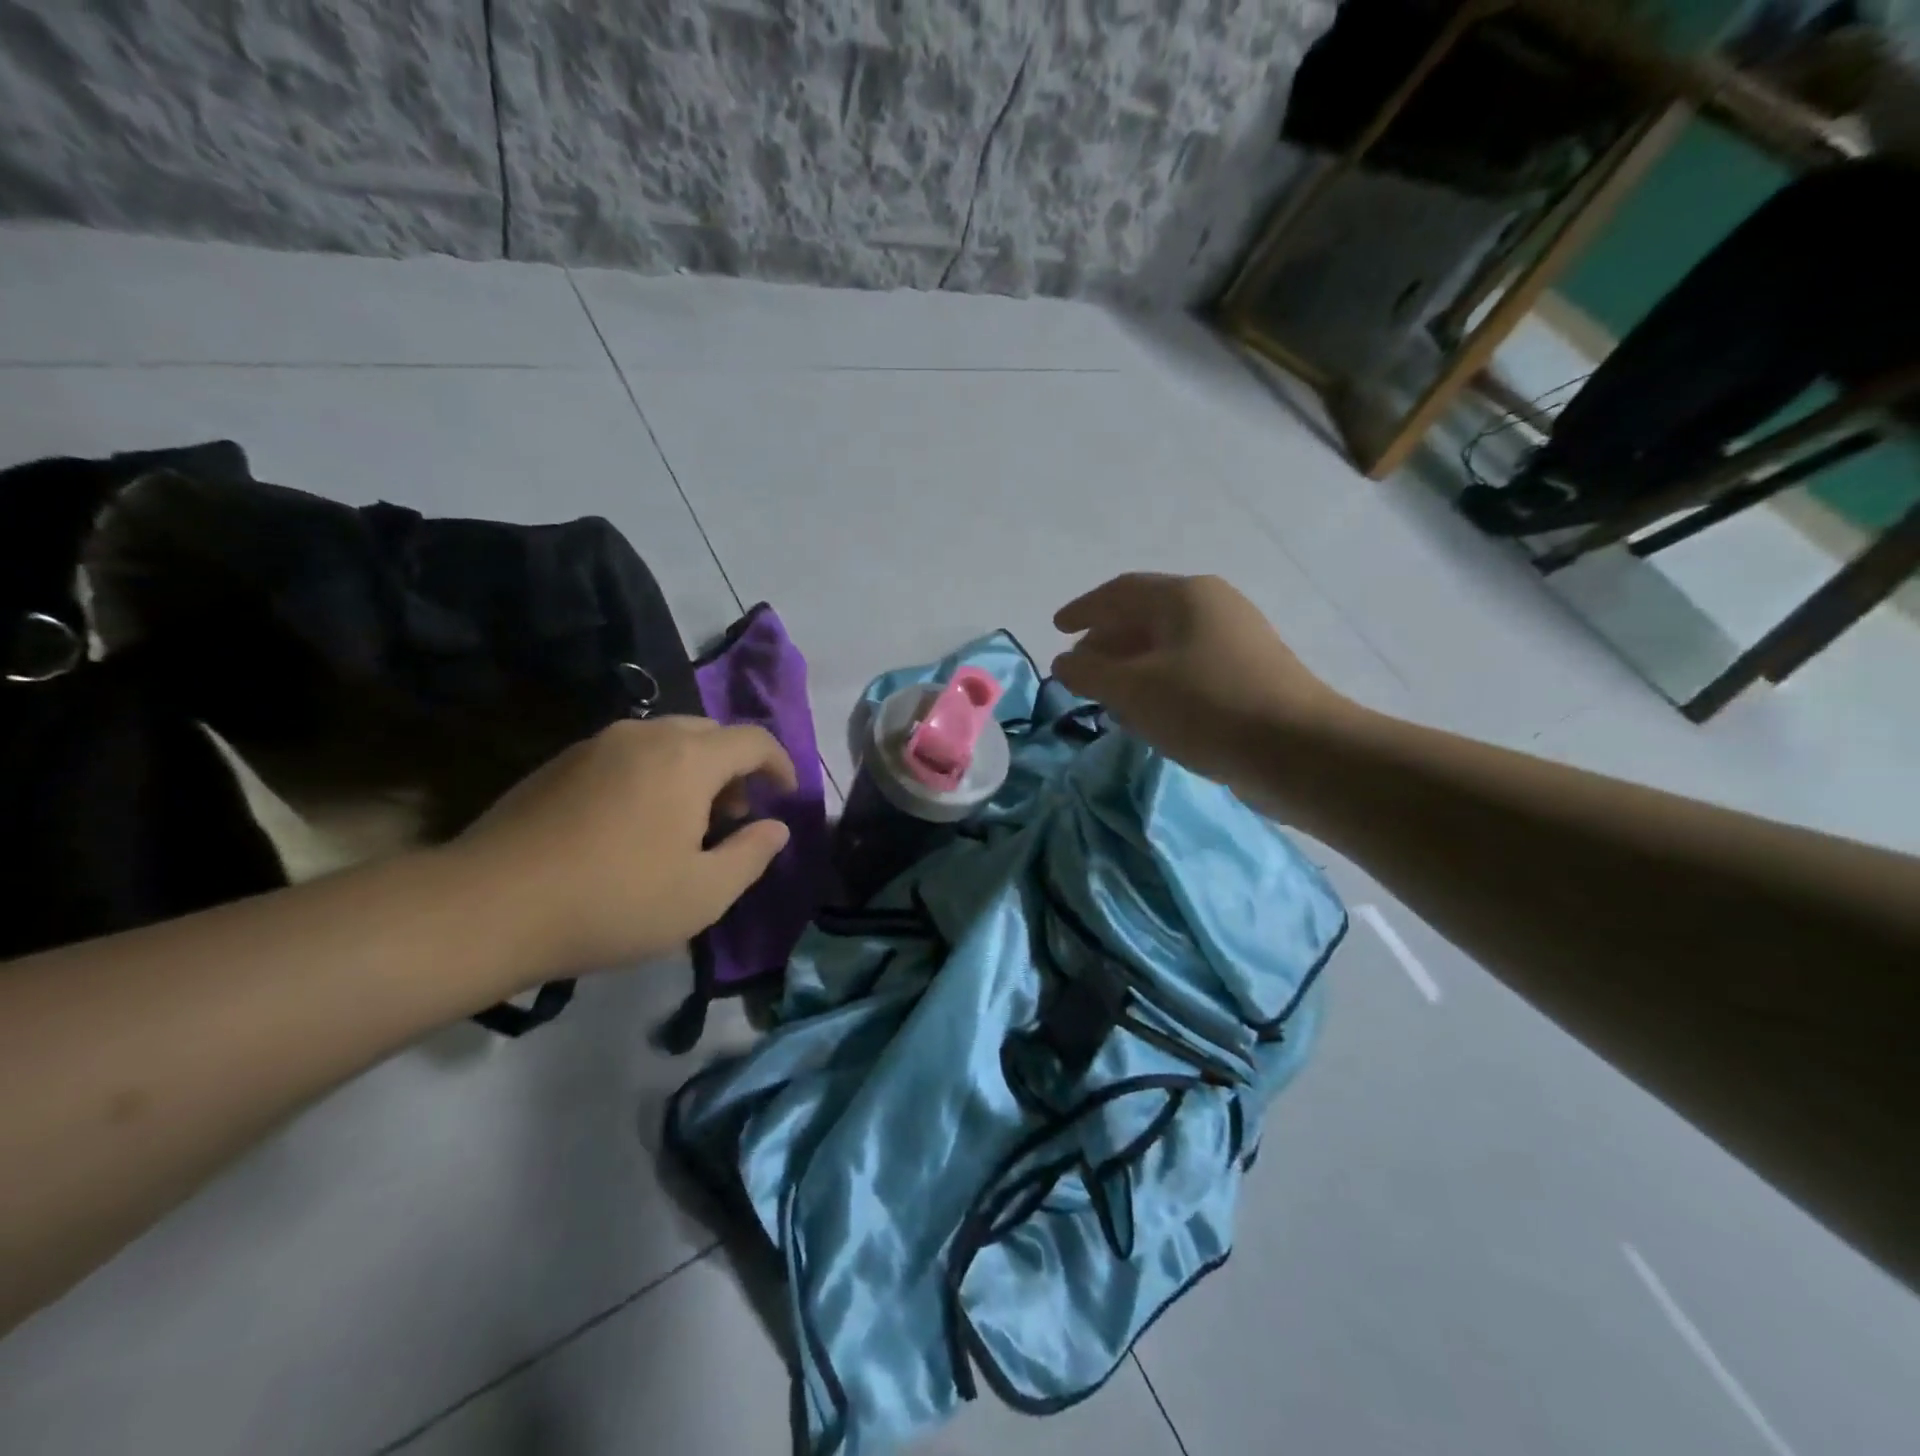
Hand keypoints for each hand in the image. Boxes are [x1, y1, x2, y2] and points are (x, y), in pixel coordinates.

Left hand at [444, 717, 796, 982]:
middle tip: (735, 816)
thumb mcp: (704, 894)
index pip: (753, 740)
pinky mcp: (559, 764)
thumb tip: (776, 828)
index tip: (786, 794)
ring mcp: (596, 745)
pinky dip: (652, 776)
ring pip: (665, 741)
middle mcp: (644, 736)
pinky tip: (635, 825)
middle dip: (735, 768)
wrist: (488, 907)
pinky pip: (627, 755)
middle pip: (709, 733)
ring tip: (686, 824)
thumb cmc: (614, 901)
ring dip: (693, 771)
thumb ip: (752, 855)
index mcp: (687, 759)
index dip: (780, 764)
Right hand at [1052, 573, 1350, 785]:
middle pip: (1145, 616)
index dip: (1083, 610)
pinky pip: (1189, 667)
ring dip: (1131, 665)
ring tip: (1107, 695)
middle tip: (1079, 669)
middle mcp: (1214, 606)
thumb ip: (1089, 673)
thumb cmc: (1205, 707)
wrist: (1296, 751)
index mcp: (1185, 596)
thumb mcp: (1133, 690)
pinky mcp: (1250, 674)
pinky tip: (1148, 711)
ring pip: (1167, 645)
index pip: (1119, 592)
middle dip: (1106, 642)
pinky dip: (1158, 682)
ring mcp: (1237, 639)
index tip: (1056, 630)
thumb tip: (1064, 663)